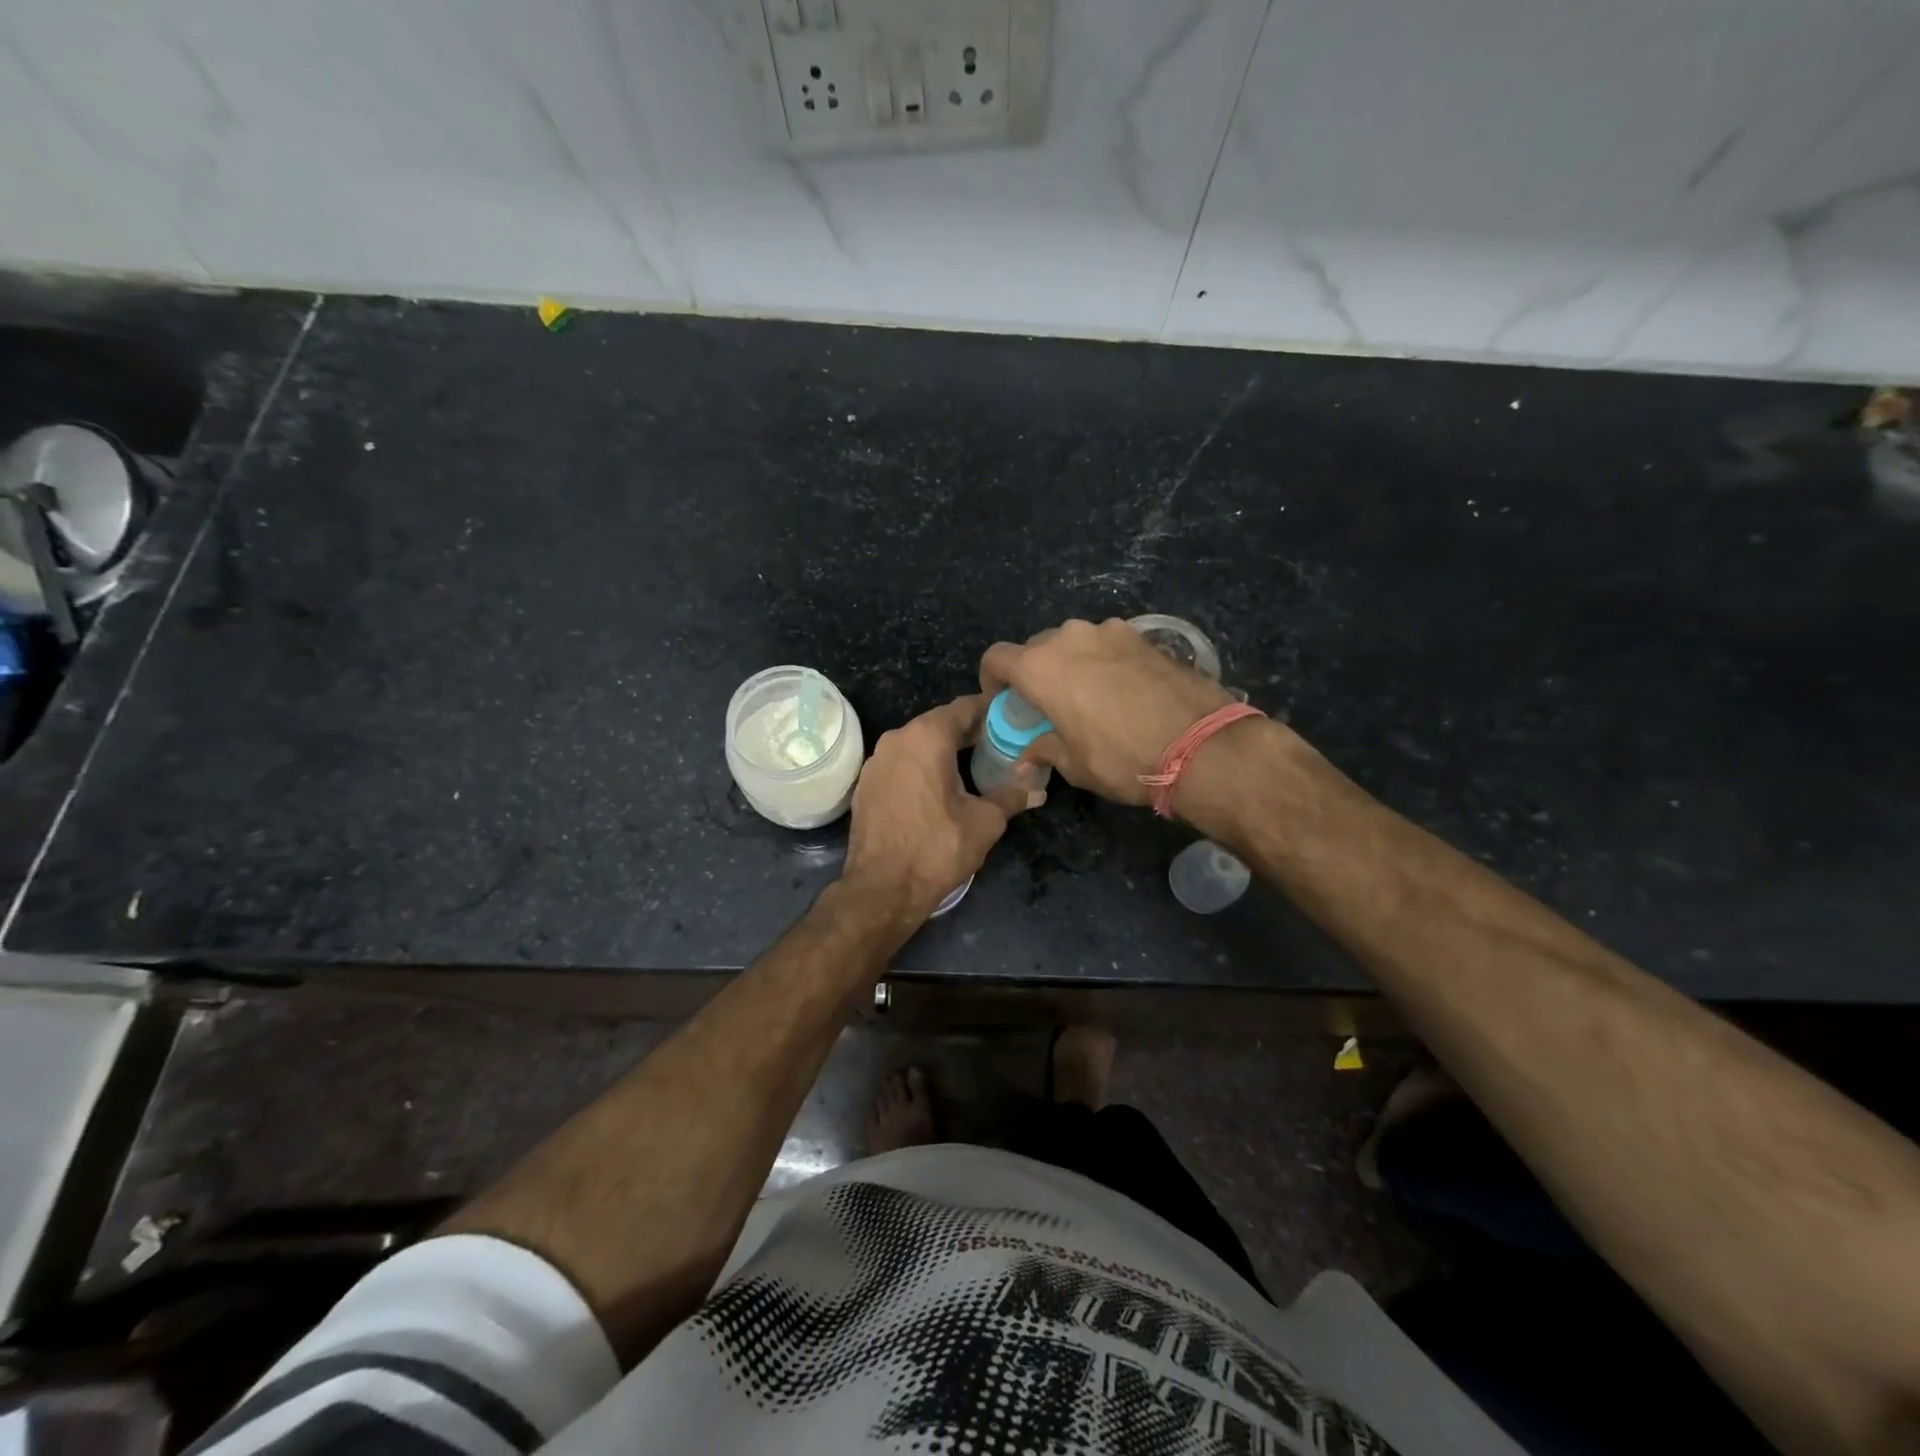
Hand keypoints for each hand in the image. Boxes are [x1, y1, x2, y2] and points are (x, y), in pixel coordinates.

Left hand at [841, 694, 1026, 926]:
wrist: (881, 889)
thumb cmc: (937, 849)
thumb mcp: (985, 822)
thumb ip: (1011, 797)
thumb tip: (1037, 790)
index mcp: (927, 737)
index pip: (965, 707)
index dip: (991, 711)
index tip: (1013, 720)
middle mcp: (897, 739)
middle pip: (940, 723)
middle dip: (969, 733)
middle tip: (1000, 745)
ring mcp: (876, 761)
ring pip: (918, 744)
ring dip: (944, 751)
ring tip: (973, 767)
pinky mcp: (866, 784)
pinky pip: (901, 764)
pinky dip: (922, 768)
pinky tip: (939, 788)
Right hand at [980, 618, 1233, 807]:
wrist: (1203, 746)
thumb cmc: (1123, 758)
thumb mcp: (1075, 765)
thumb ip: (1044, 752)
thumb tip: (1025, 760)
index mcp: (1042, 667)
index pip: (997, 658)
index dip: (992, 680)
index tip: (1003, 703)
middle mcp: (1070, 638)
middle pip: (1036, 648)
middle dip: (1034, 674)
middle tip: (1047, 705)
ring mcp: (1110, 631)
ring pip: (1075, 643)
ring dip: (1071, 665)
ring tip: (1088, 697)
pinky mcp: (1144, 635)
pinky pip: (1108, 644)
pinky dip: (1103, 662)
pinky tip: (1122, 691)